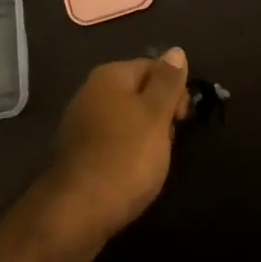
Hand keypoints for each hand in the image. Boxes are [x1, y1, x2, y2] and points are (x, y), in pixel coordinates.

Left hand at [45, 50, 191, 242]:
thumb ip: (167, 82)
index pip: (152, 66)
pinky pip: (112, 142)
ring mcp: (81, 122)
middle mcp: (91, 92)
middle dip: (160, 115)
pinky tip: (132, 174)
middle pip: (138, 92)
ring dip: (145, 136)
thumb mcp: (155, 115)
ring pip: (126, 119)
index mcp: (109, 76)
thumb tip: (176, 50)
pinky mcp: (78, 152)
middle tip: (168, 143)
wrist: (77, 211)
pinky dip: (126, 153)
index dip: (174, 90)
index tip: (182, 120)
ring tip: (153, 162)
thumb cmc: (125, 156)